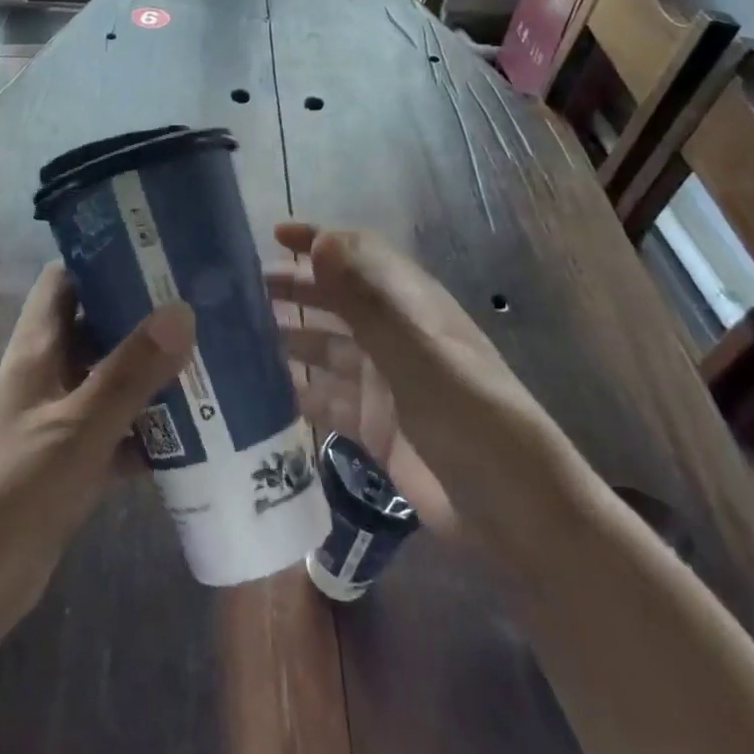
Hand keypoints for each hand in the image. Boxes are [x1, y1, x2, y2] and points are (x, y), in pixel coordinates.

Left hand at [0, 262, 194, 630]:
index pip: (66, 280)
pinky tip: (194, 435)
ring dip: (152, 375)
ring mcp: (59, 417)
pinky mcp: (70, 460)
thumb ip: (130, 372)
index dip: (104, 260)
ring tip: (211, 363)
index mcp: (38, 347)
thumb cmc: (14, 486)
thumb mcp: (79, 426)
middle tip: (202, 308)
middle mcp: (48, 372)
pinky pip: (117, 430)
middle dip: (144, 318)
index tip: (157, 254)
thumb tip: (182, 311)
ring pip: (111, 379)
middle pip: (97, 326)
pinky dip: (148, 431)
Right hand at [267, 222, 558, 546]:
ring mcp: (384, 384)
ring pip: (325, 348)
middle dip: (293, 288)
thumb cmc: (473, 422)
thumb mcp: (418, 356)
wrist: (517, 518)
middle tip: (236, 291)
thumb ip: (367, 301)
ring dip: (287, 337)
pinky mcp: (374, 428)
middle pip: (336, 300)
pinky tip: (258, 391)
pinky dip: (296, 391)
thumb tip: (321, 241)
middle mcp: (394, 337)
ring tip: (235, 336)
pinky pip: (326, 399)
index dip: (320, 241)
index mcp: (412, 307)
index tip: (273, 236)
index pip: (360, 255)